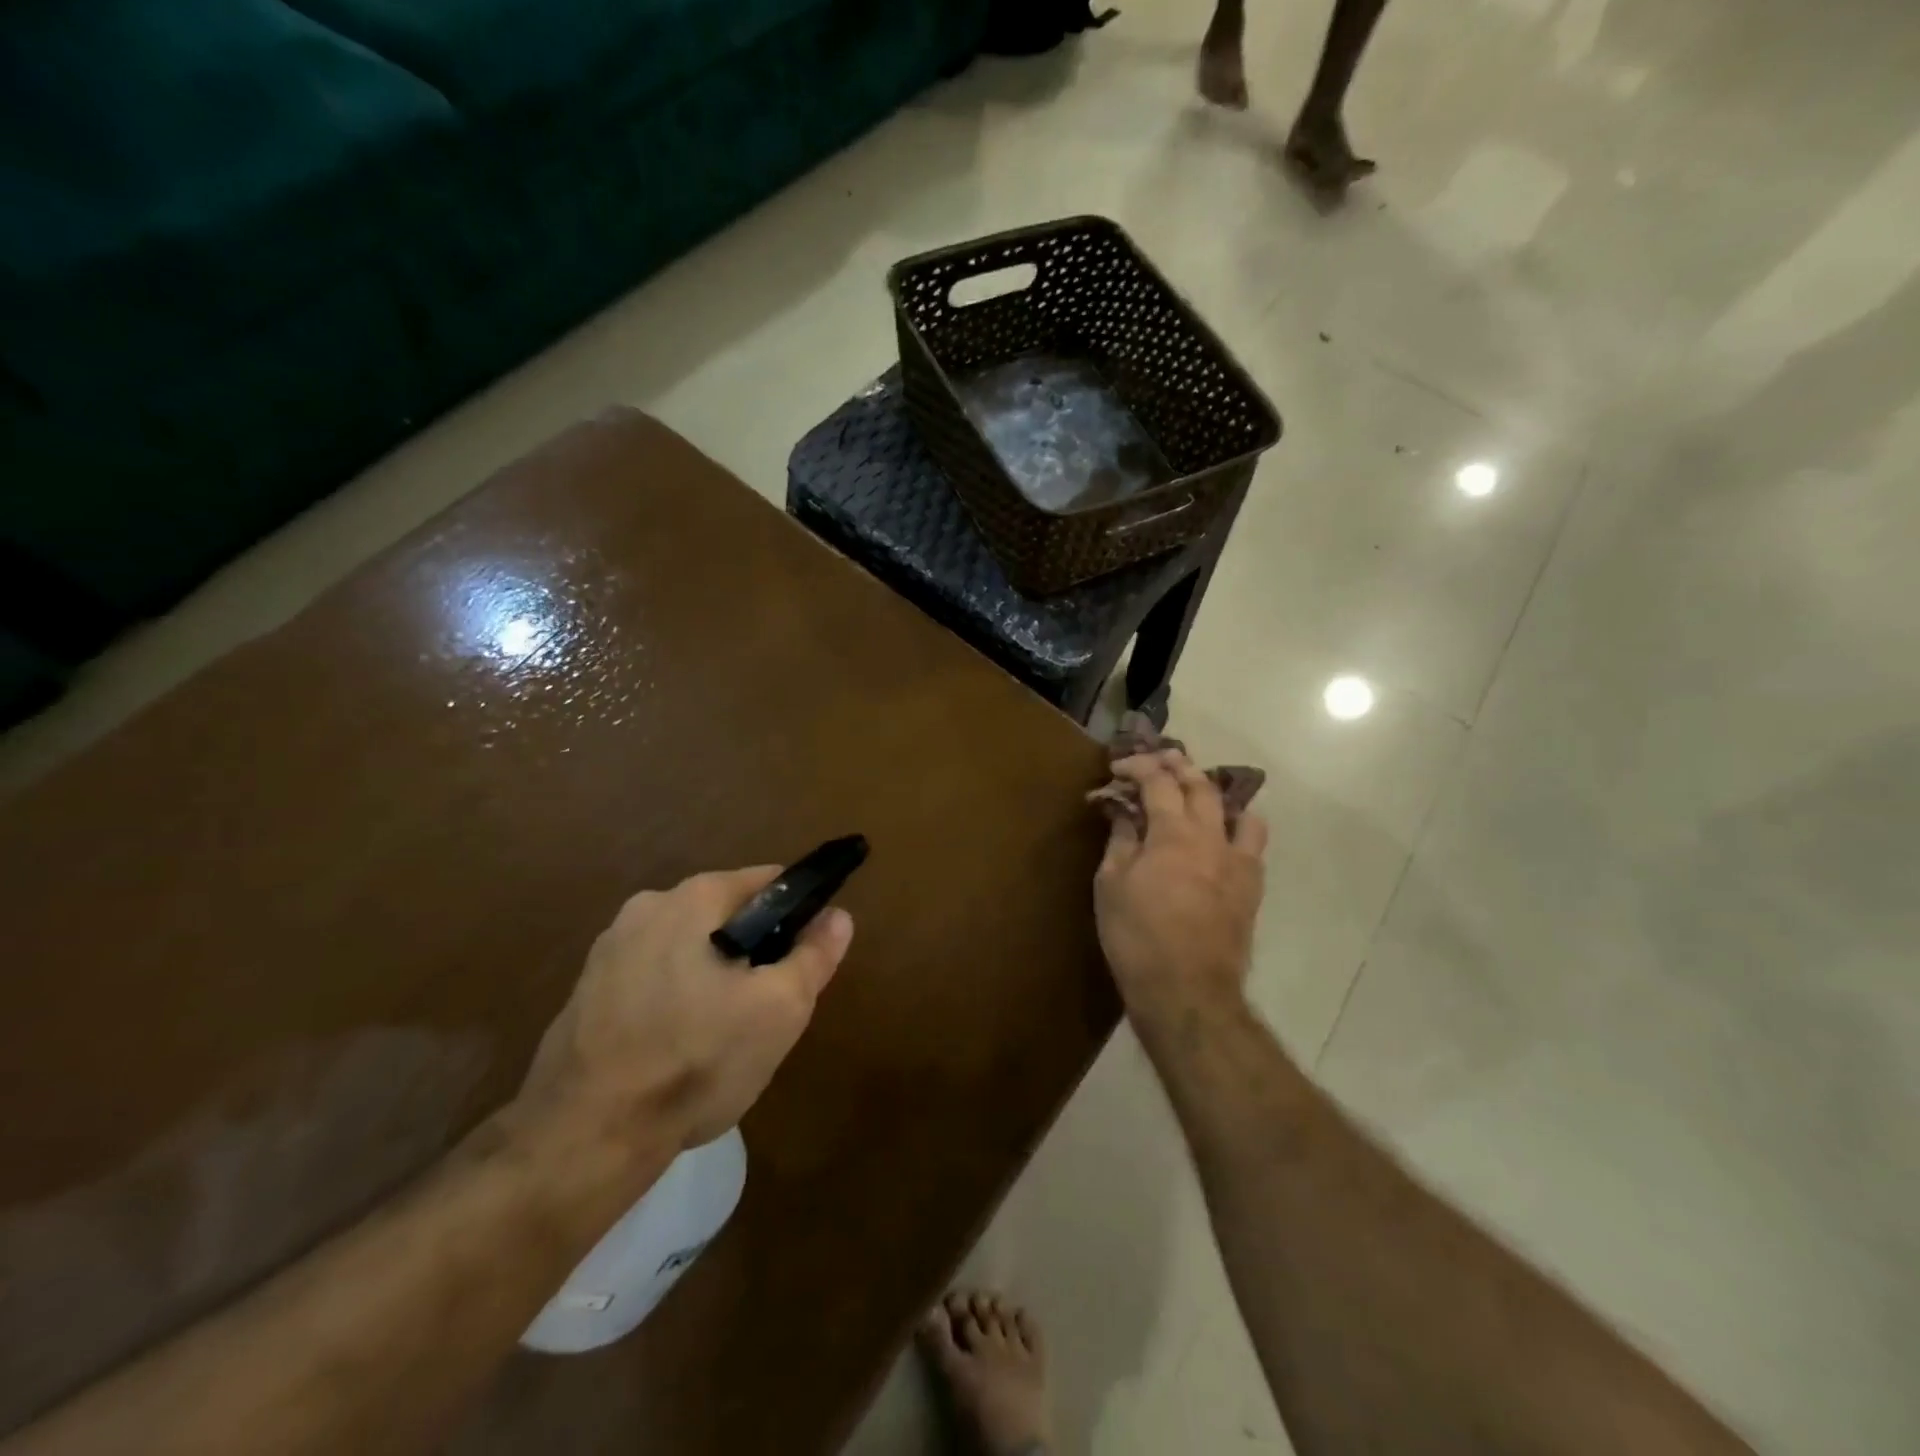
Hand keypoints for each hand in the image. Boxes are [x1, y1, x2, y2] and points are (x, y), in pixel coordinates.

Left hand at [517, 867, 853, 1154]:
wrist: (584, 1138)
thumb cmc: (696, 1060)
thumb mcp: (779, 1009)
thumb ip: (814, 956)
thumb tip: (839, 916)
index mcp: (693, 897)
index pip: (768, 882)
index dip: (799, 914)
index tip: (804, 959)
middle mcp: (647, 906)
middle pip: (726, 916)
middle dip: (755, 951)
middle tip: (767, 1007)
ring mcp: (609, 949)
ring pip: (688, 949)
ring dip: (714, 977)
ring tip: (723, 1036)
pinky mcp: (586, 991)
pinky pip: (652, 978)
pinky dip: (675, 1000)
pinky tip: (678, 1049)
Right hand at [1094, 750, 1267, 1031]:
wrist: (1187, 990)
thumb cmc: (1137, 936)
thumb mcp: (1111, 885)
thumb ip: (1120, 841)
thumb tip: (1122, 812)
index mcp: (1173, 833)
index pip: (1158, 782)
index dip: (1138, 766)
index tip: (1118, 767)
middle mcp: (1211, 837)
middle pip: (1200, 786)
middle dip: (1178, 766)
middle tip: (1160, 759)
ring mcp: (1237, 862)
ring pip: (1236, 810)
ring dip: (1214, 793)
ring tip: (1198, 792)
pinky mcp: (1251, 887)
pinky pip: (1252, 843)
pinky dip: (1237, 827)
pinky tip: (1223, 836)